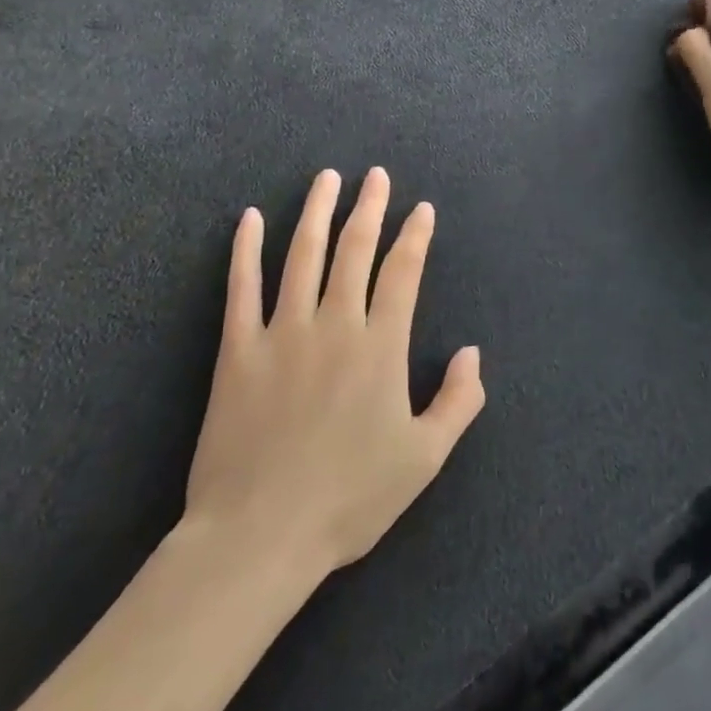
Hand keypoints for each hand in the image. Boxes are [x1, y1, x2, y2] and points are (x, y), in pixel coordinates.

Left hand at [184, 168, 485, 575]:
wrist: (259, 535)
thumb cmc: (348, 499)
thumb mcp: (424, 459)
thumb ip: (458, 402)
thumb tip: (472, 351)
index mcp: (380, 346)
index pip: (403, 272)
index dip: (415, 236)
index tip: (422, 209)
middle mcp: (334, 324)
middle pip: (354, 249)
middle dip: (370, 207)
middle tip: (375, 175)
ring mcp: (282, 332)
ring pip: (302, 254)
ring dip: (316, 211)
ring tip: (327, 179)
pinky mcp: (238, 349)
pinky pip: (242, 288)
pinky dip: (245, 249)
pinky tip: (248, 218)